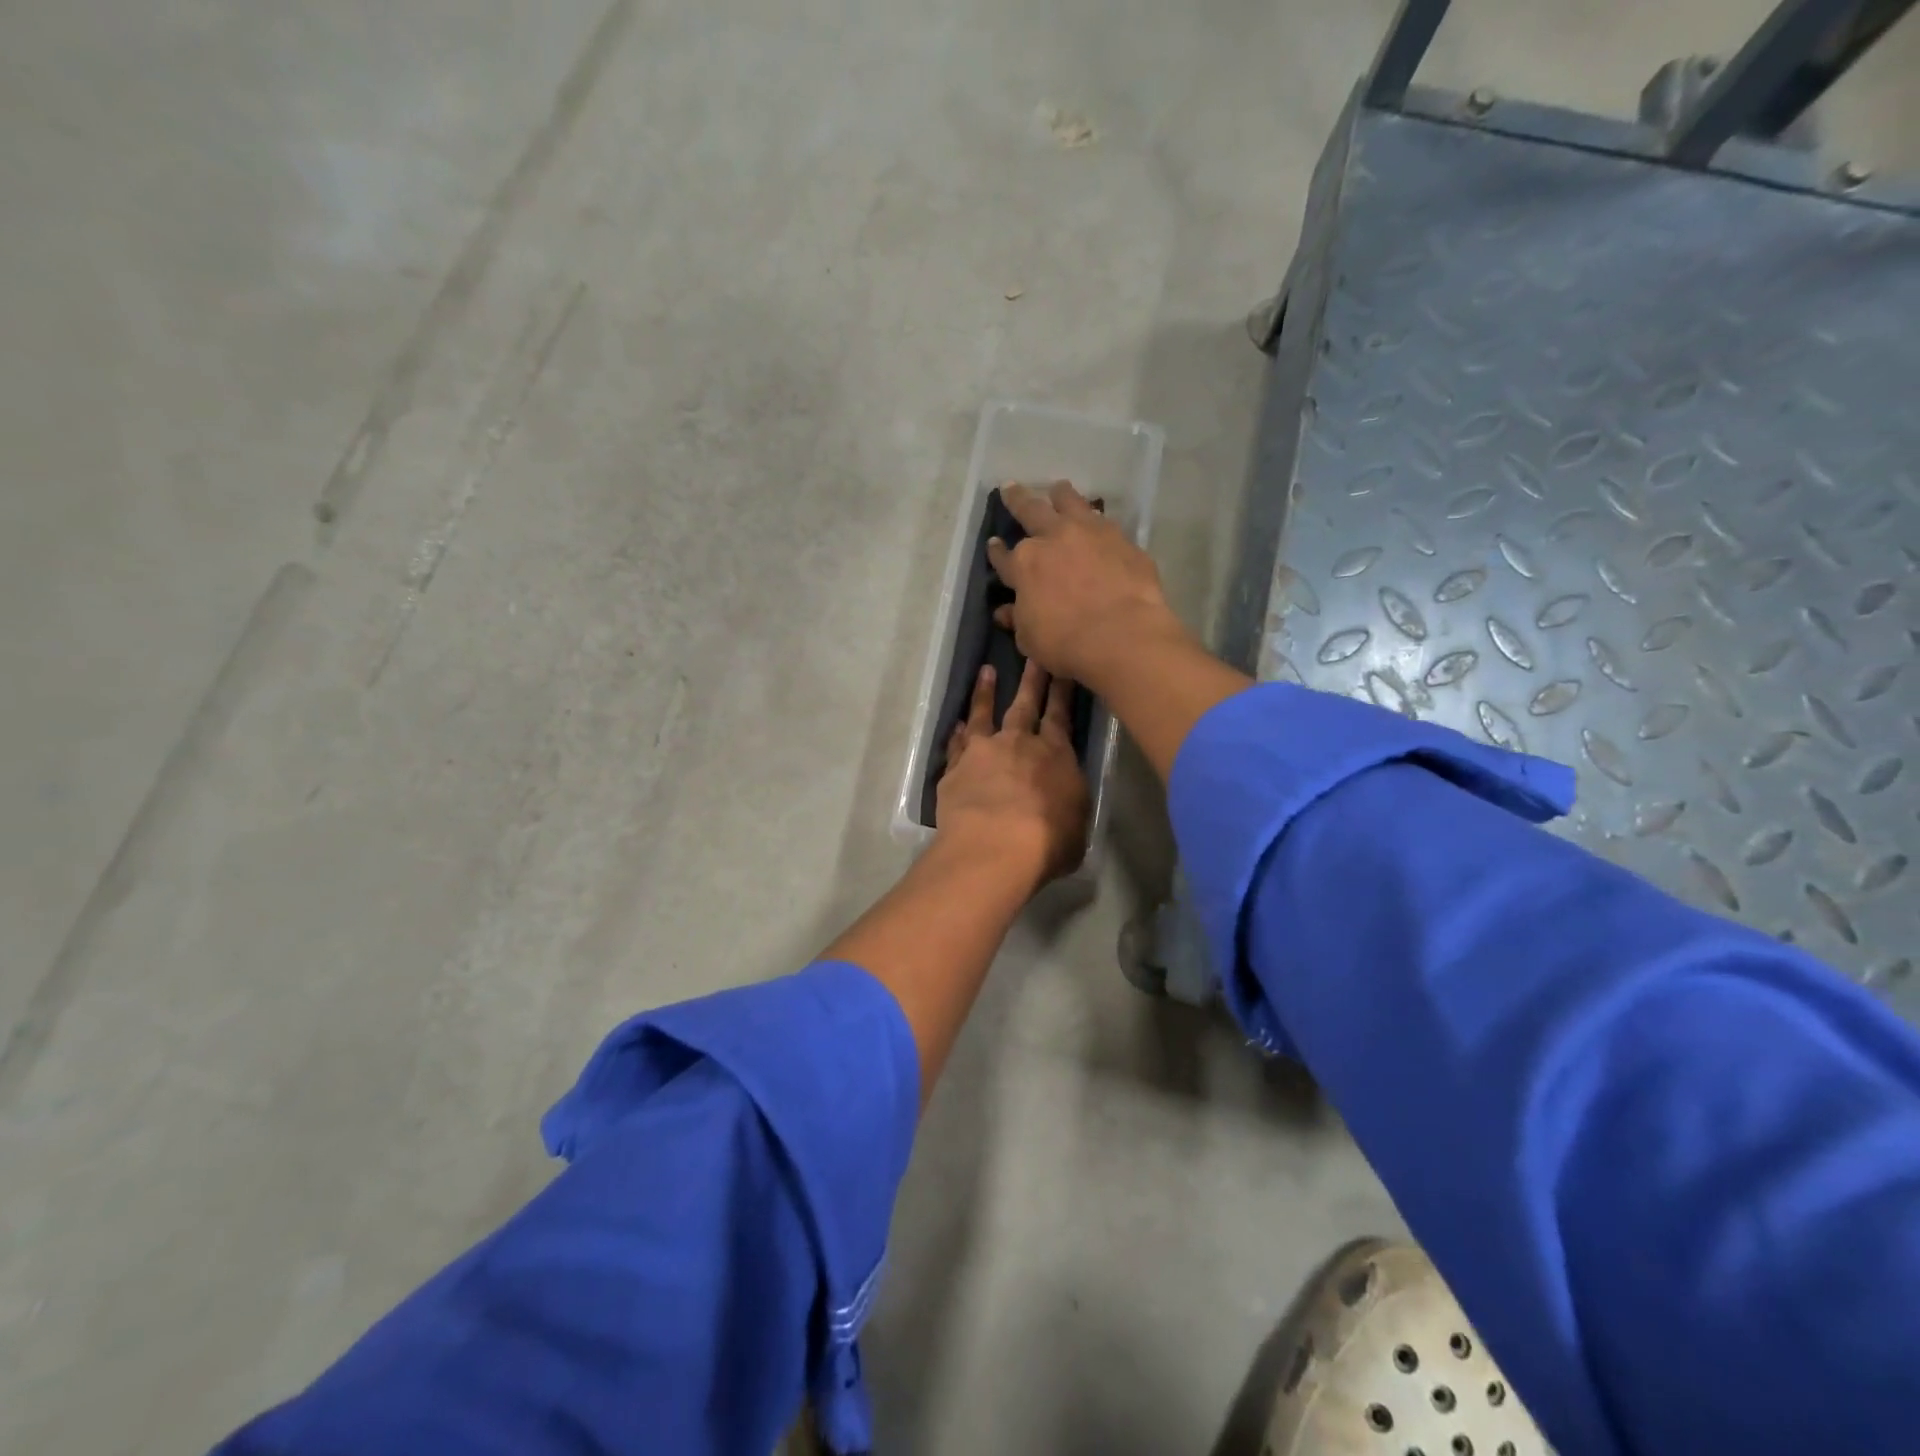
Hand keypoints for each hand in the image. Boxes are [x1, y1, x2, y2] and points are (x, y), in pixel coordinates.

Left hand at [937, 658, 1089, 884]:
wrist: (994, 847)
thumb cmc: (1048, 841)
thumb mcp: (1077, 823)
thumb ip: (1069, 802)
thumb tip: (1064, 797)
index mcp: (1056, 755)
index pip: (1061, 715)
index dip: (1061, 691)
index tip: (1060, 666)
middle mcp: (1019, 743)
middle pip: (1024, 705)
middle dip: (1031, 679)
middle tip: (1030, 655)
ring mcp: (983, 752)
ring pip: (984, 715)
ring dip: (985, 693)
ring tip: (986, 673)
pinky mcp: (955, 768)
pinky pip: (957, 744)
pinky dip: (958, 733)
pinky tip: (957, 725)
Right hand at [986, 481, 1189, 692]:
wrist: (1122, 635)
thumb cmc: (1066, 643)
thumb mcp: (1030, 638)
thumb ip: (1018, 619)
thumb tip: (1006, 611)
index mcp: (1024, 564)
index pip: (1004, 556)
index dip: (997, 552)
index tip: (994, 544)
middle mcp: (1053, 538)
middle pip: (1031, 510)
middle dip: (1018, 500)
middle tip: (1011, 488)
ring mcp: (1089, 533)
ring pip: (1070, 502)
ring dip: (1060, 495)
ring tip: (1058, 489)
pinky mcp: (1121, 539)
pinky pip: (1104, 522)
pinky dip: (1095, 519)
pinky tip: (1096, 520)